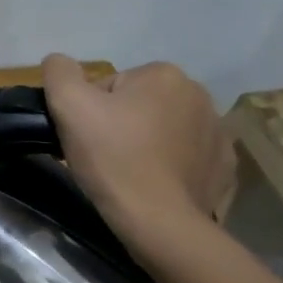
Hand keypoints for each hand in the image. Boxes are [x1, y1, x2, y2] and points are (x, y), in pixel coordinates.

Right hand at [41, 54, 233, 238]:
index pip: (111, 86)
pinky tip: (156, 185)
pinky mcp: (224, 166)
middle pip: (140, 105)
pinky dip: (172, 166)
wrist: (159, 221)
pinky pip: (189, 157)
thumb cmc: (113, 158)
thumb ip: (60, 72)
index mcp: (163, 74)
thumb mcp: (69, 106)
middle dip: (122, 125)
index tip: (88, 138)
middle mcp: (199, 94)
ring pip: (165, 130)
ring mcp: (218, 132)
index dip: (92, 112)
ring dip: (148, 144)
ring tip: (129, 174)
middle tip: (104, 157)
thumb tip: (59, 62)